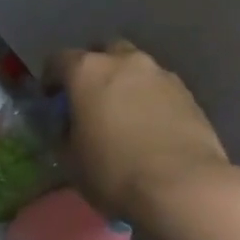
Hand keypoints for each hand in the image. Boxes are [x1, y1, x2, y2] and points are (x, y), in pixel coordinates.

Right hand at [49, 40, 229, 224]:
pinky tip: (150, 126)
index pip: (58, 60)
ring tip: (124, 114)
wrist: (183, 187)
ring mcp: (160, 74)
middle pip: (103, 52)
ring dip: (126, 83)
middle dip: (94, 70)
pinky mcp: (188, 93)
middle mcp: (124, 61)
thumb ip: (65, 133)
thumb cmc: (114, 172)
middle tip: (91, 99)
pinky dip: (151, 99)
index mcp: (87, 71)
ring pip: (135, 68)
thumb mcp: (71, 159)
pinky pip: (160, 88)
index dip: (51, 79)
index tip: (52, 100)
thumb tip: (69, 126)